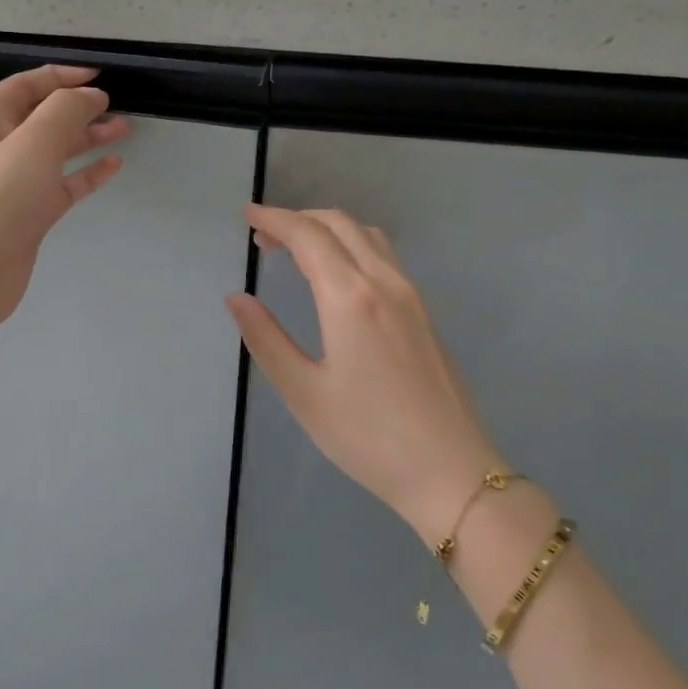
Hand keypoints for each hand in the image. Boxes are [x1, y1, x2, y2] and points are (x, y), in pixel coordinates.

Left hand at [0, 64, 128, 325]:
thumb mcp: (34, 143)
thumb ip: (66, 110)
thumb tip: (90, 96)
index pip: (25, 86)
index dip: (61, 76)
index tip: (98, 76)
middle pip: (41, 118)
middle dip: (78, 109)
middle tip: (116, 107)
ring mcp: (12, 184)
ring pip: (54, 152)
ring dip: (87, 139)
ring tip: (124, 130)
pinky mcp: (27, 215)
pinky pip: (61, 186)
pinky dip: (86, 175)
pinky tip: (112, 167)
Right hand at [226, 204, 503, 546]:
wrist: (451, 472)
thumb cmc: (368, 437)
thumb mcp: (304, 392)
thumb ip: (266, 339)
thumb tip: (236, 298)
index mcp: (350, 298)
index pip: (308, 236)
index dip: (274, 219)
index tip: (246, 215)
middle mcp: (385, 284)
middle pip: (340, 224)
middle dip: (298, 219)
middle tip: (263, 234)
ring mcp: (412, 297)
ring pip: (367, 236)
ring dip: (328, 229)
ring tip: (296, 249)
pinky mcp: (424, 314)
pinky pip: (384, 257)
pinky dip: (351, 246)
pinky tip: (337, 276)